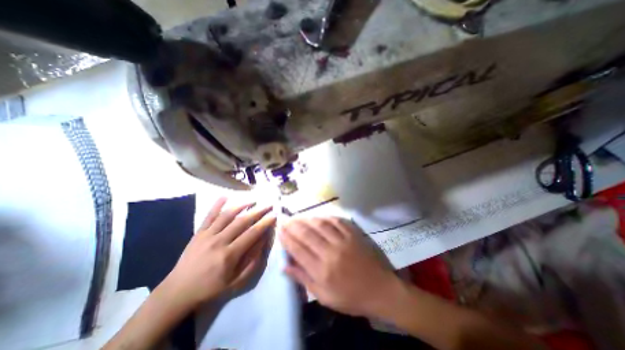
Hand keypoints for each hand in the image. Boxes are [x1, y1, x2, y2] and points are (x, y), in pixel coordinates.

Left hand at [160, 199, 275, 309]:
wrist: (178, 292)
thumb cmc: (211, 288)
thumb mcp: (236, 282)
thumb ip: (252, 262)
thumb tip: (262, 242)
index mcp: (229, 255)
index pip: (252, 234)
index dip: (265, 223)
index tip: (274, 215)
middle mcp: (219, 242)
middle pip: (242, 221)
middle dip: (258, 211)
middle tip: (268, 204)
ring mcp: (207, 235)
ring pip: (227, 215)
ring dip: (242, 205)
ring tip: (253, 200)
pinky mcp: (198, 233)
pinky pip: (209, 216)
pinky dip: (217, 205)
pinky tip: (225, 196)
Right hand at [279, 220, 399, 318]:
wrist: (380, 289)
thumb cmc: (351, 297)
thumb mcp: (324, 297)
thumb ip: (303, 279)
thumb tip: (284, 266)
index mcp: (322, 271)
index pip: (298, 249)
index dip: (287, 238)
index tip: (279, 230)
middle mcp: (330, 253)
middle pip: (307, 234)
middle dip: (293, 225)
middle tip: (285, 219)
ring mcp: (343, 241)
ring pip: (320, 225)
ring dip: (306, 219)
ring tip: (297, 217)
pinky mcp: (353, 234)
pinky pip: (336, 221)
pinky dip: (325, 217)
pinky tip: (318, 216)